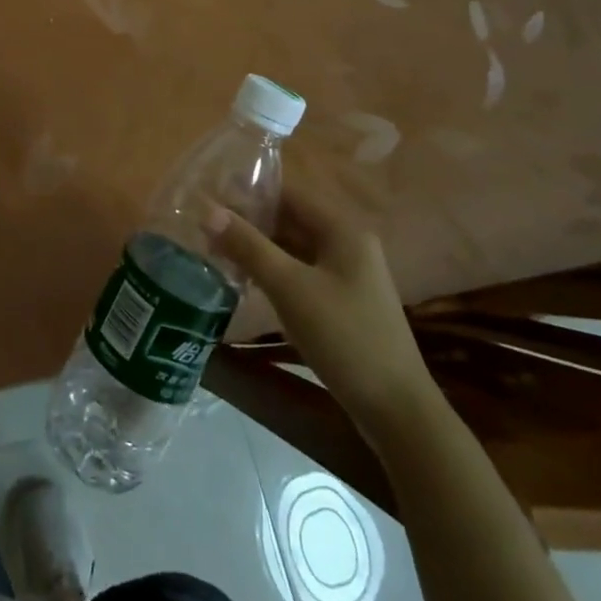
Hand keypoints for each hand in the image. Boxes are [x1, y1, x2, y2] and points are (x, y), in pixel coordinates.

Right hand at [203, 194, 436, 447]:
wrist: (396, 409)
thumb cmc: (344, 337)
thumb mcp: (290, 288)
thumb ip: (248, 246)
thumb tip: (207, 210)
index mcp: (342, 228)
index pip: (288, 192)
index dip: (248, 191)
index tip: (209, 197)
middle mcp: (347, 242)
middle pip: (290, 218)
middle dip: (249, 221)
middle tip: (204, 227)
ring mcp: (346, 273)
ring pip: (293, 246)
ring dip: (258, 246)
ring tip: (215, 250)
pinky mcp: (341, 299)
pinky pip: (300, 270)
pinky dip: (273, 269)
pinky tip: (244, 278)